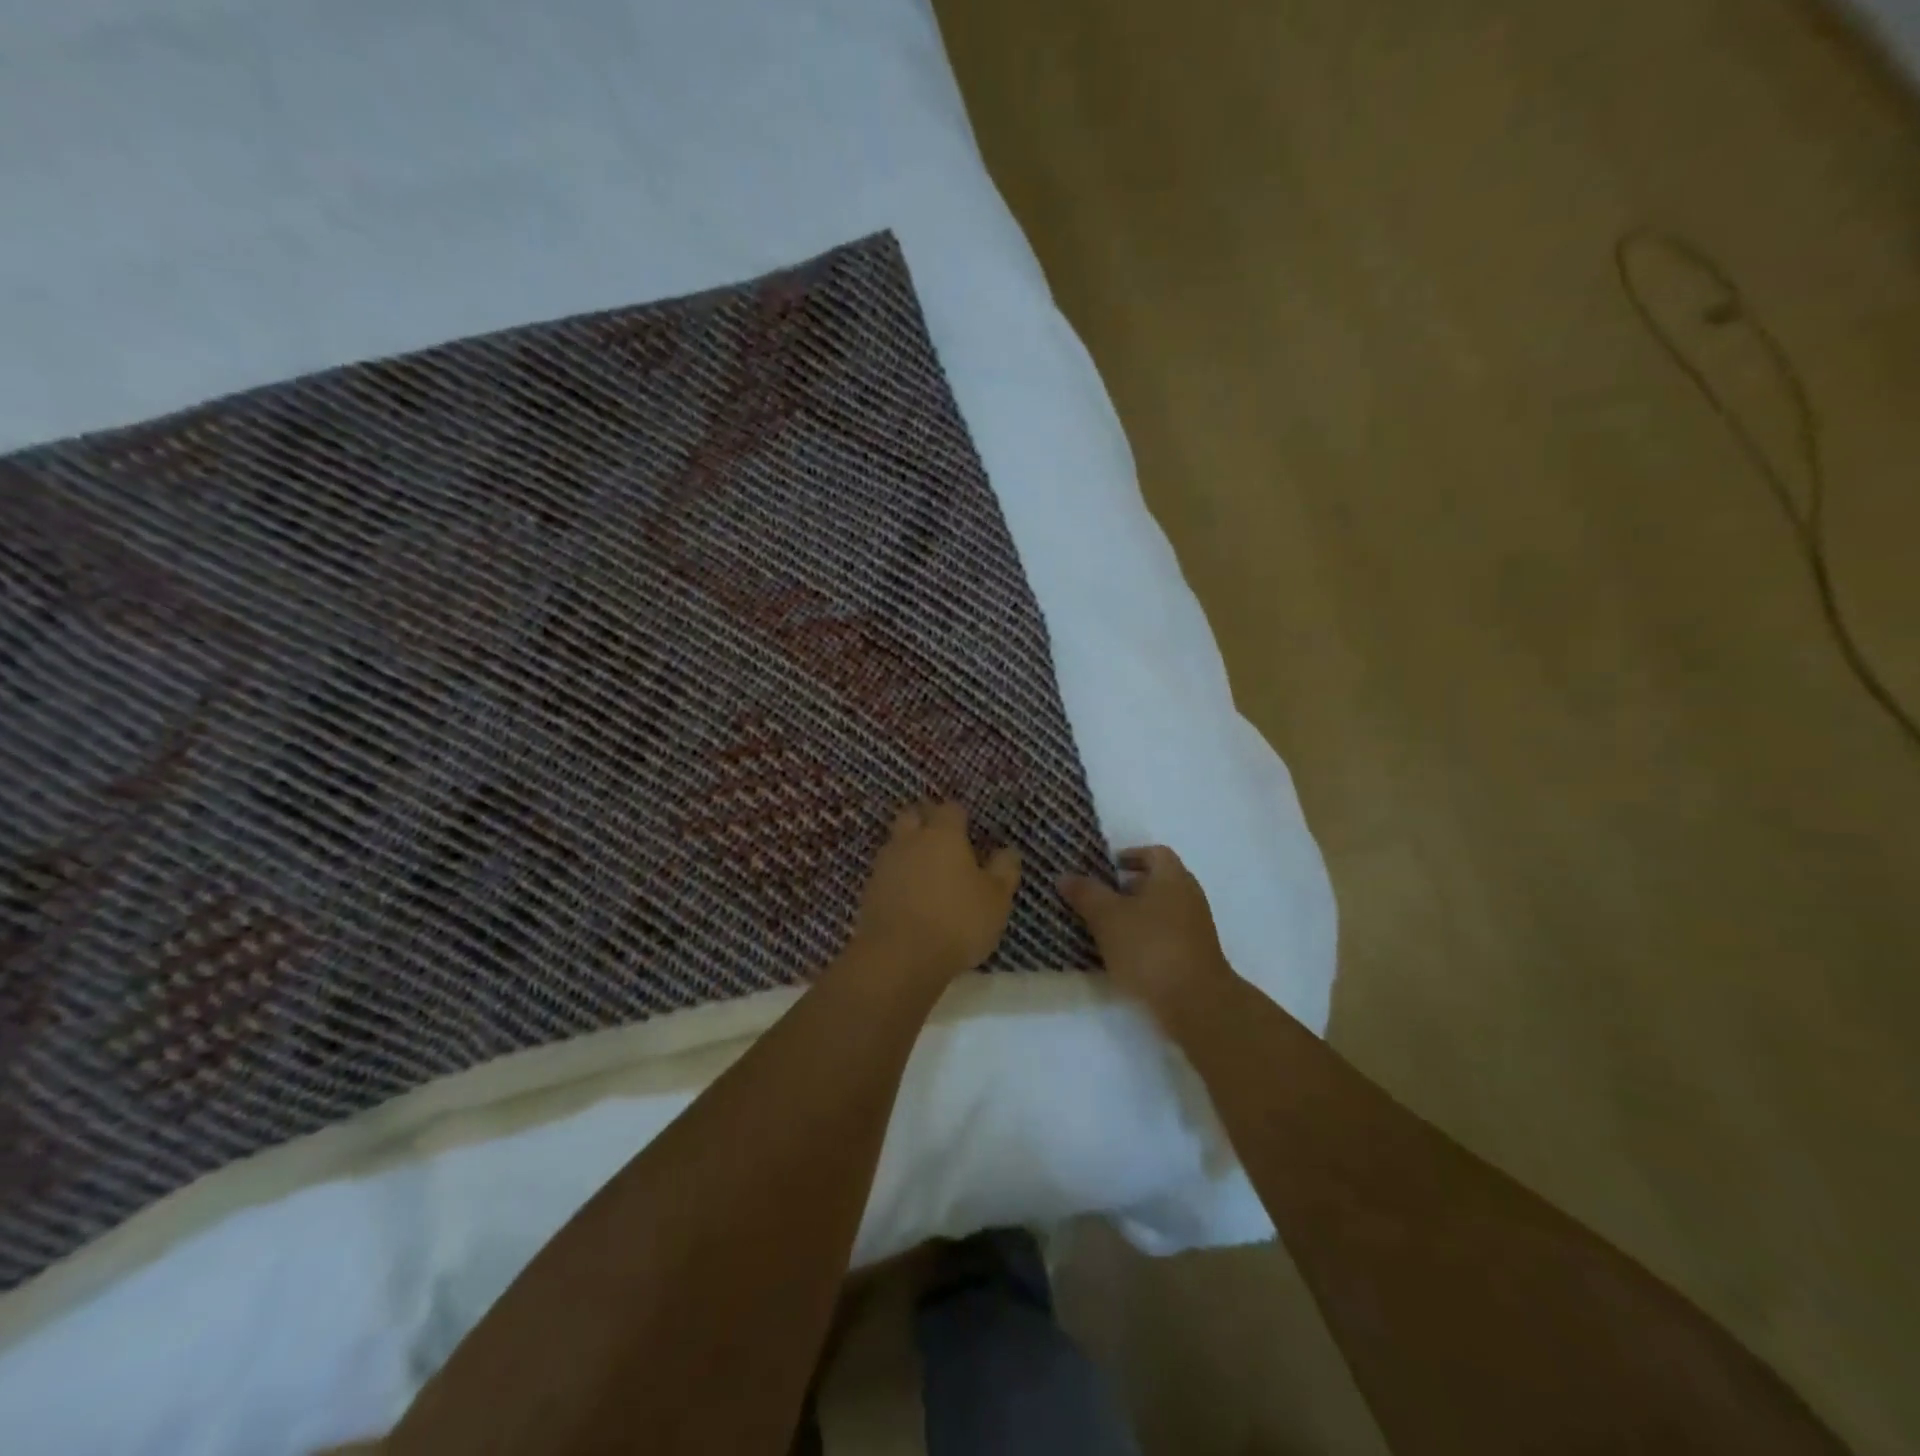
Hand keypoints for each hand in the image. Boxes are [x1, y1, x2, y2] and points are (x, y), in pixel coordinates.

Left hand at [849, 801, 1021, 988]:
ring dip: (909, 850)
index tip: (970, 830)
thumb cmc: (957, 921)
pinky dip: (898, 878)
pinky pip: (886, 873)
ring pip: (897, 843)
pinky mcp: (869, 890)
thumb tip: (1007, 851)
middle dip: (926, 821)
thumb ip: (1004, 870)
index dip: (960, 816)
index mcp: (943, 834)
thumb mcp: (996, 899)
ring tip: (928, 872)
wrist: (899, 958)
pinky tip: (910, 897)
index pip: (950, 808)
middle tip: (944, 841)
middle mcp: (910, 840)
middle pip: (914, 815)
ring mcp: (885, 864)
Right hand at [1059, 845, 1235, 1020]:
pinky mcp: (1195, 955)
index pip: (1154, 853)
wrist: (1195, 1002)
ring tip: (1106, 927)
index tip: (1108, 867)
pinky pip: (1166, 934)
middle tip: (1100, 896)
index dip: (1131, 855)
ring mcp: (1195, 927)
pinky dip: (1146, 937)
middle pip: (1159, 881)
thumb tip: (1065, 876)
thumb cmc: (1149, 948)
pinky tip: (1124, 954)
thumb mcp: (1107, 917)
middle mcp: (1189, 896)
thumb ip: (1086, 893)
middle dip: (1129, 886)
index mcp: (1172, 877)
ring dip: (1136, 914)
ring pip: (1162, 909)